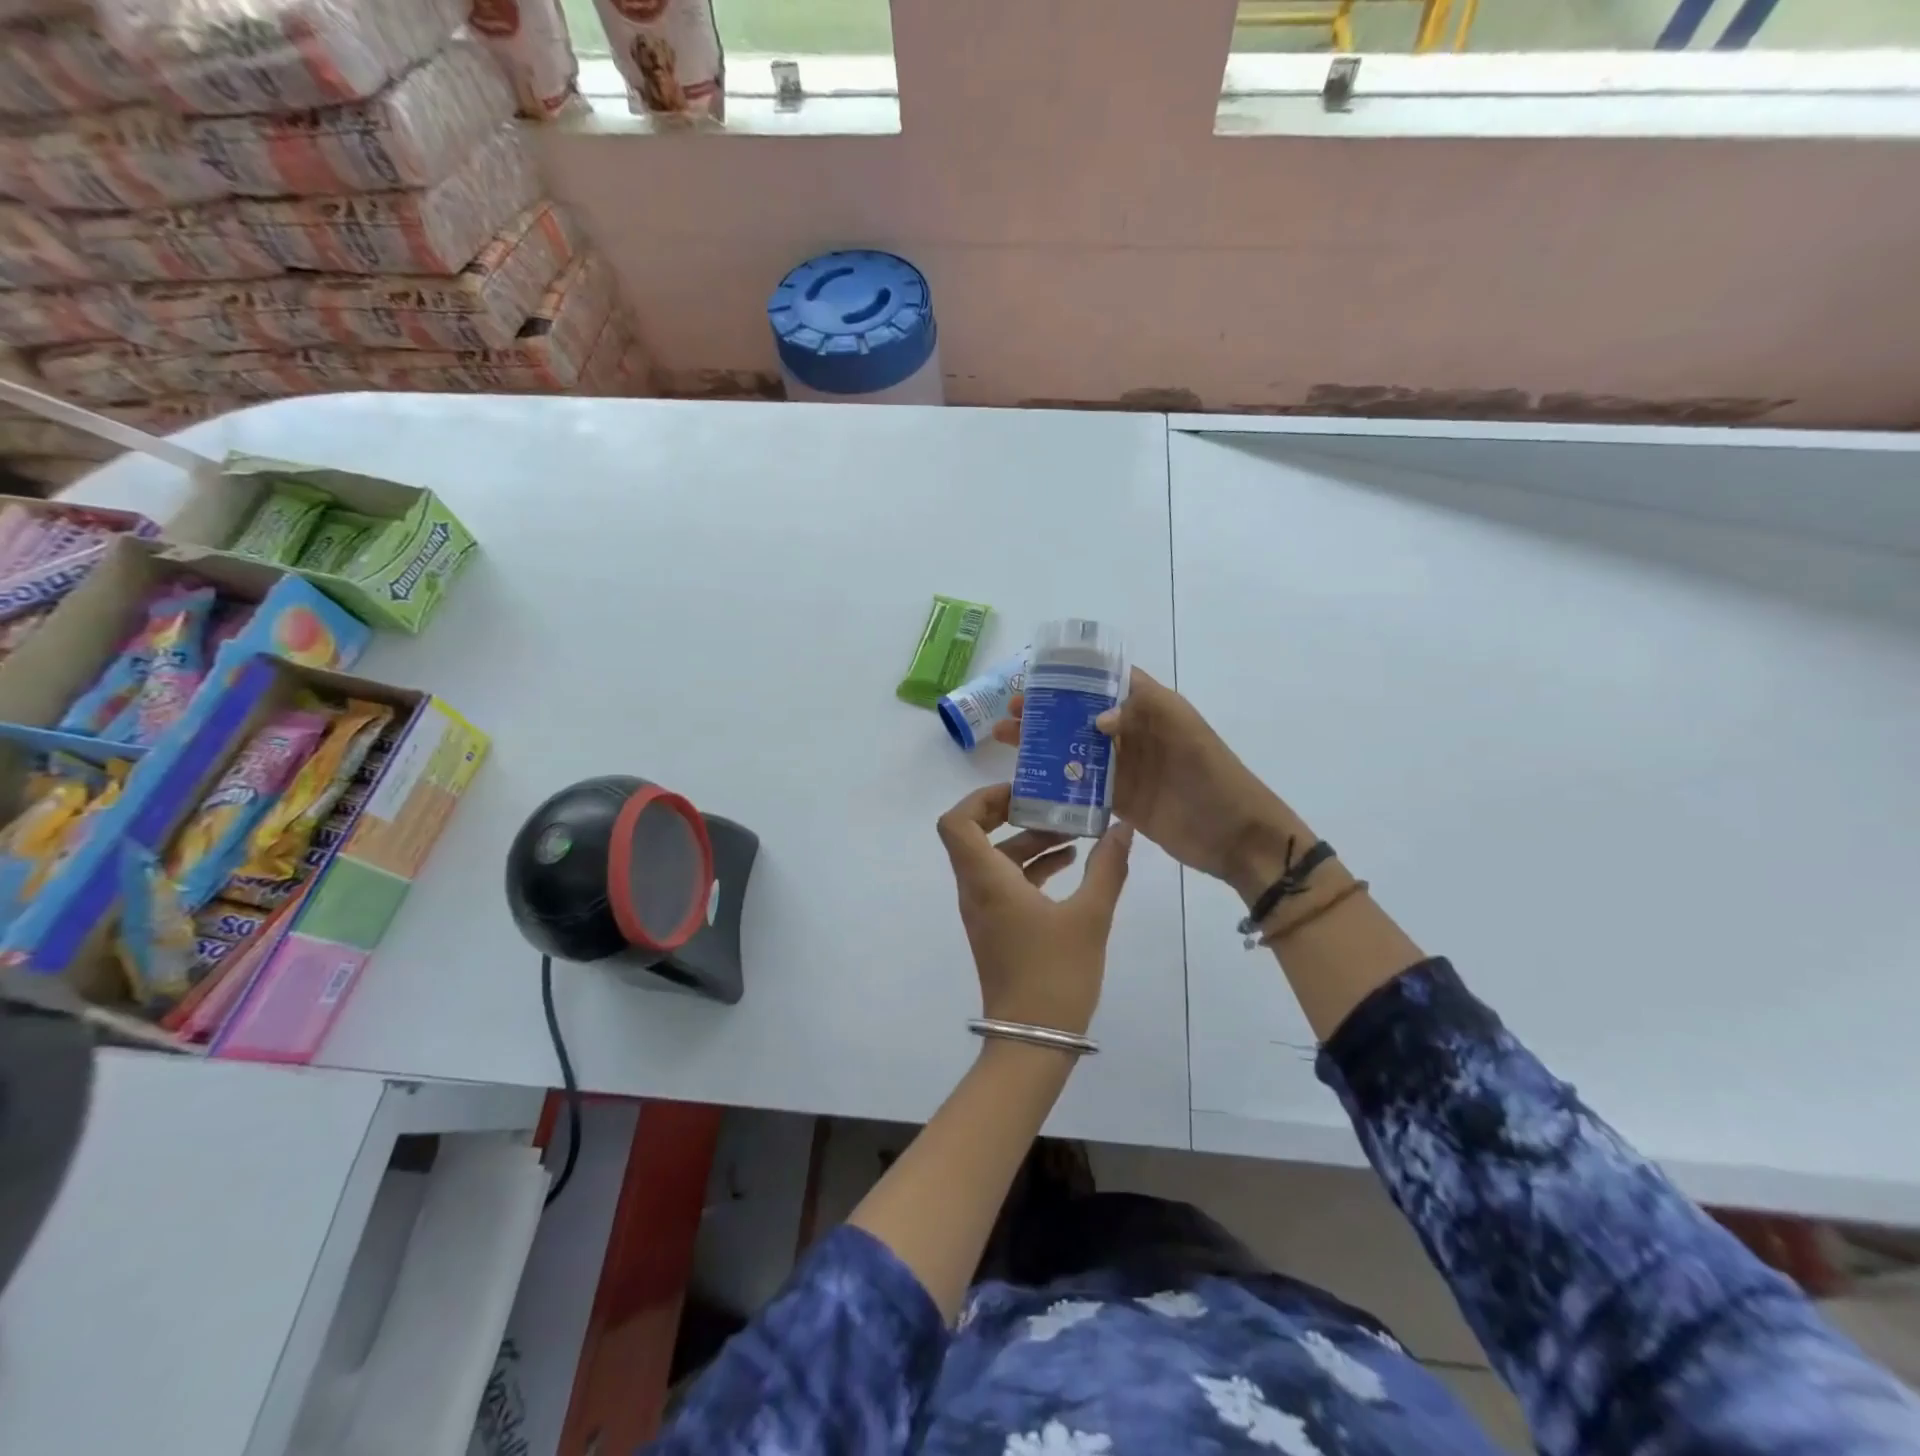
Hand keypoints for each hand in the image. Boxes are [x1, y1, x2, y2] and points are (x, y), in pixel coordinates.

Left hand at [936, 783, 1134, 1035]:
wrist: (1033, 1042)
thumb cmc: (1055, 975)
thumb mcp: (1090, 917)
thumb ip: (1107, 868)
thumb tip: (1123, 828)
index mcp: (986, 880)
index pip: (956, 822)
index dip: (982, 799)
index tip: (1022, 792)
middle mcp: (975, 890)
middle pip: (976, 835)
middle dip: (1013, 814)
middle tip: (1051, 802)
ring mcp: (984, 911)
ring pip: (996, 860)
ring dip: (1029, 841)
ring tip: (1074, 832)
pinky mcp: (998, 928)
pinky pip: (1007, 883)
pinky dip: (1032, 867)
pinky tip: (1071, 865)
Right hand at [993, 669, 1298, 899]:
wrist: (1237, 836)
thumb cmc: (1213, 776)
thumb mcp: (1185, 732)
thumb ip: (1143, 713)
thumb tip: (1095, 718)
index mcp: (1151, 707)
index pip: (1107, 680)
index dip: (1072, 676)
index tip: (1034, 677)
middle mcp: (1134, 732)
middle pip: (1082, 714)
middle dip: (1047, 709)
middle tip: (1011, 712)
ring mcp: (1125, 767)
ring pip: (1076, 748)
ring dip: (1043, 741)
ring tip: (1006, 738)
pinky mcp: (1120, 799)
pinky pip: (1082, 783)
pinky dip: (1057, 778)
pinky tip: (1027, 776)